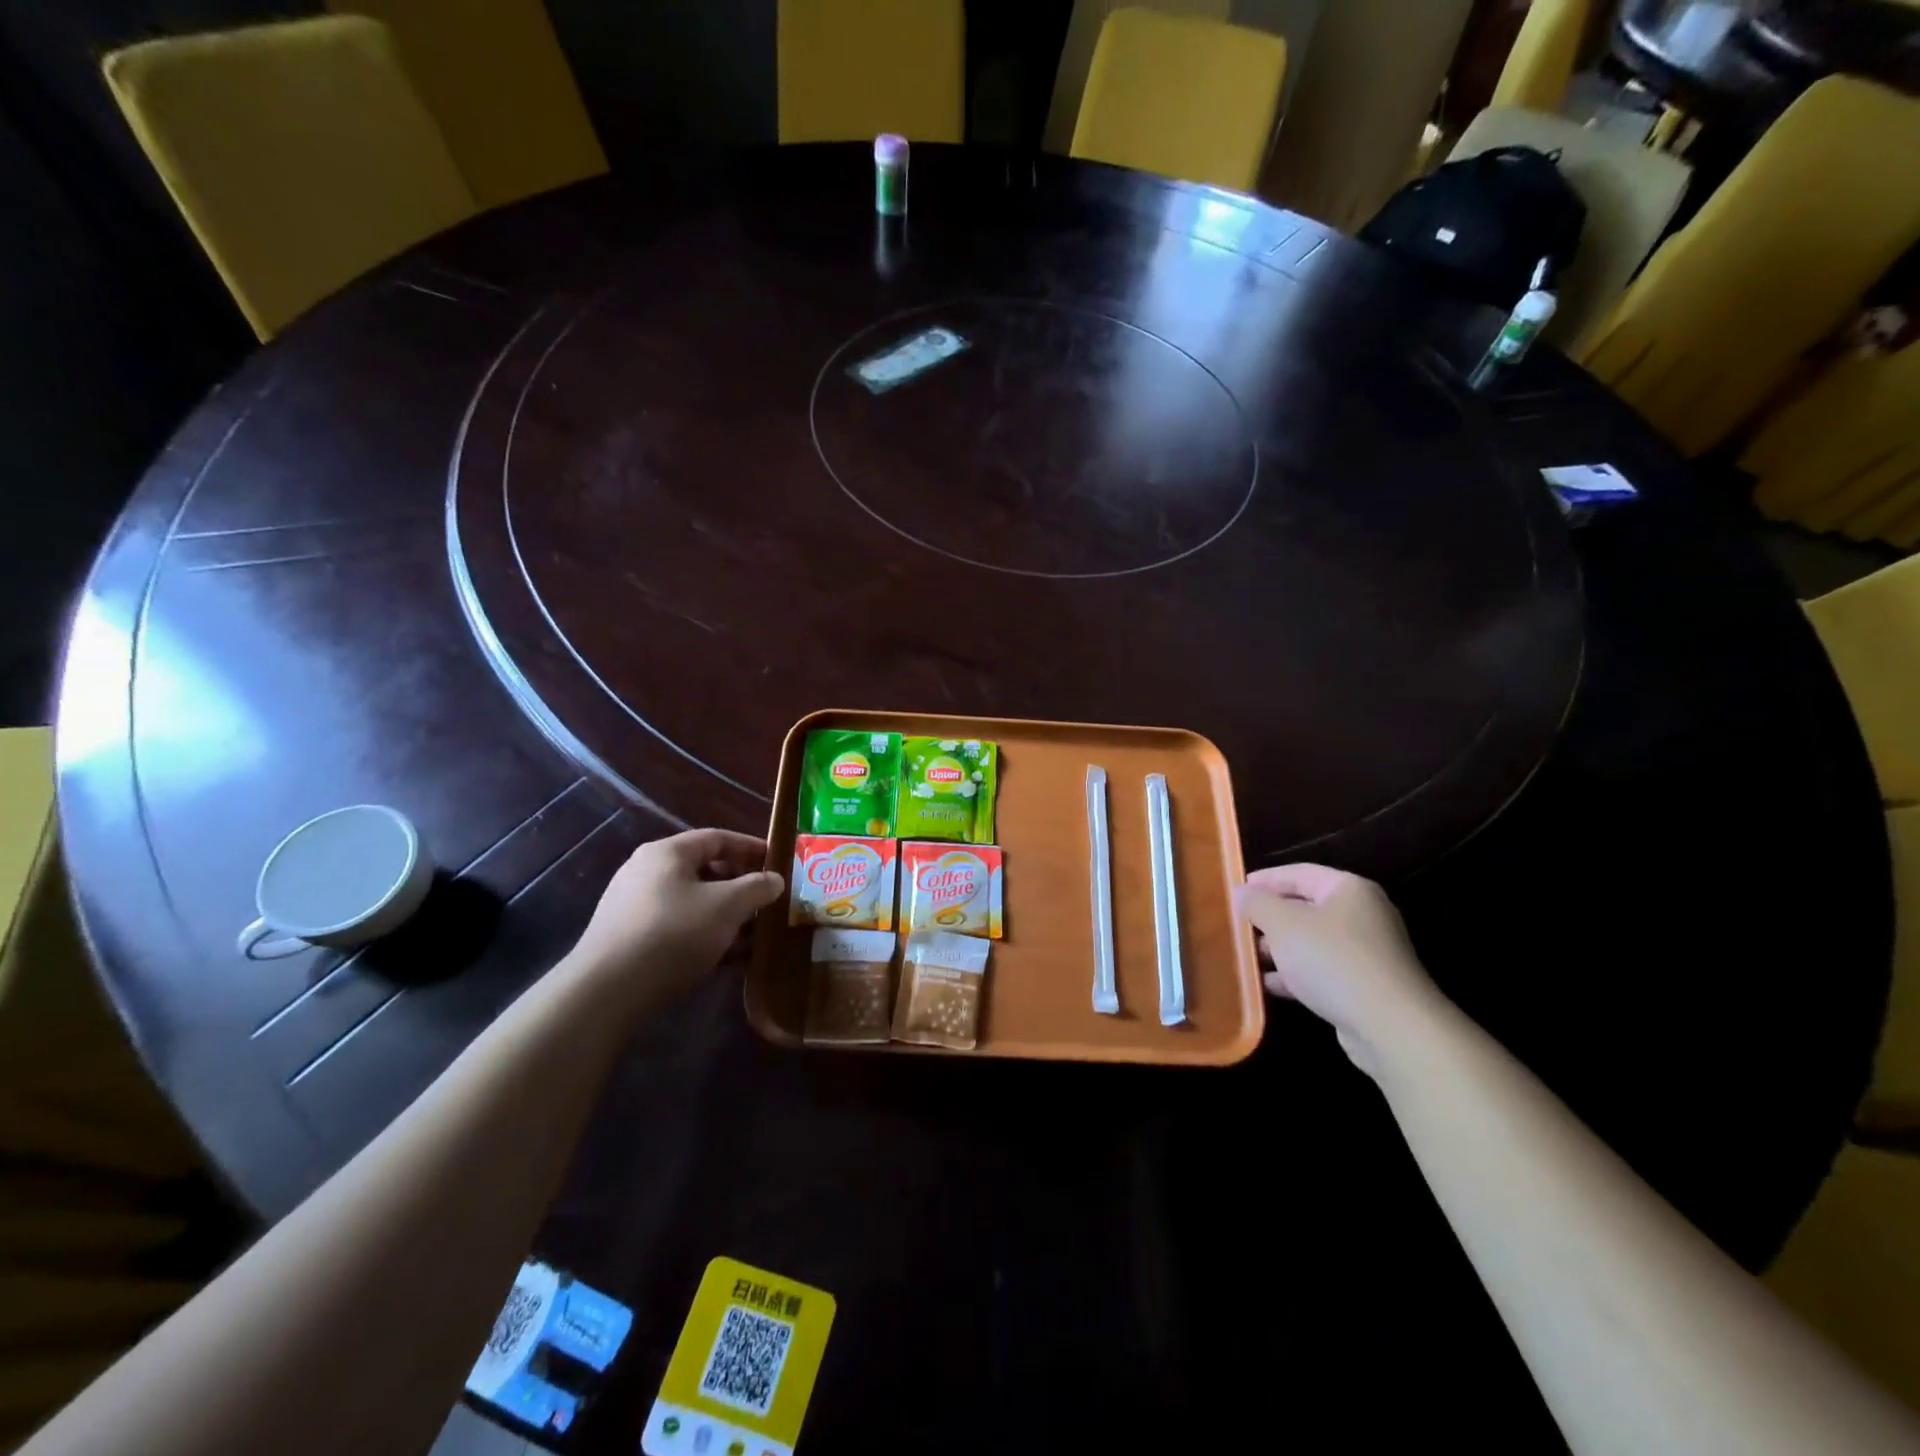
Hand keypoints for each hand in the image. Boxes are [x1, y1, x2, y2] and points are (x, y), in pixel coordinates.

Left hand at [565, 829, 784, 1001]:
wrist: (607, 991)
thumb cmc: (674, 933)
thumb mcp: (727, 906)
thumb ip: (757, 888)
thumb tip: (775, 880)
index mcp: (667, 853)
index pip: (718, 838)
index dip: (752, 848)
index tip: (779, 863)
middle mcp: (647, 872)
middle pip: (706, 871)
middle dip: (742, 888)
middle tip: (769, 903)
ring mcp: (635, 907)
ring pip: (694, 903)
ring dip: (728, 917)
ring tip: (757, 935)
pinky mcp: (631, 940)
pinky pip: (679, 928)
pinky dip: (707, 937)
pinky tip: (731, 959)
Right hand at [1233, 864, 1445, 1073]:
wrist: (1390, 1027)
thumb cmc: (1332, 960)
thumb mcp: (1283, 924)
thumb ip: (1258, 904)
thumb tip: (1241, 892)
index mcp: (1348, 890)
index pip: (1299, 873)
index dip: (1265, 880)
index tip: (1236, 890)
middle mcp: (1362, 915)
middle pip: (1305, 908)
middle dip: (1269, 918)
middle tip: (1238, 926)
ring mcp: (1366, 953)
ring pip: (1311, 942)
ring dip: (1279, 949)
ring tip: (1246, 958)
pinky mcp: (1364, 987)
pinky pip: (1321, 971)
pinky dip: (1294, 975)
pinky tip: (1268, 985)